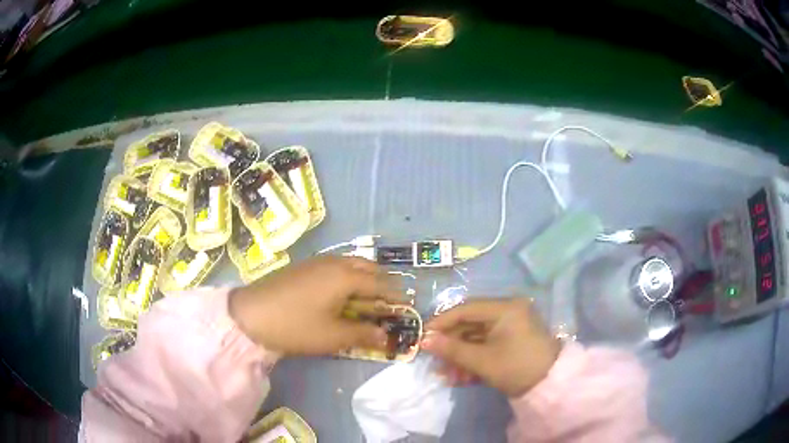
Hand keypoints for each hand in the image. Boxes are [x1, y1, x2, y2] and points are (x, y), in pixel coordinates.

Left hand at [229, 256, 404, 354]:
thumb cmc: (296, 326)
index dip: (396, 297)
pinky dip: (348, 277)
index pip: (381, 284)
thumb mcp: (333, 336)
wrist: (250, 314)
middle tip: (389, 302)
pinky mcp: (304, 266)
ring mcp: (318, 262)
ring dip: (365, 278)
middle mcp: (335, 262)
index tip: (407, 308)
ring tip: (369, 299)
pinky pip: (336, 266)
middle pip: (369, 267)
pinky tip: (342, 294)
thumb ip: (363, 333)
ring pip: (352, 264)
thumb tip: (386, 335)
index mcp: (346, 276)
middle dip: (383, 283)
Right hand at [421, 298, 560, 397]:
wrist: (549, 386)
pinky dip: (474, 361)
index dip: (442, 322)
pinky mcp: (511, 342)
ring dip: (461, 358)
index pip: (466, 309)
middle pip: (470, 325)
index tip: (422, 336)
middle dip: (451, 347)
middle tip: (435, 363)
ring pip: (477, 339)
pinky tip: (462, 379)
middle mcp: (508, 312)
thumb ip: (452, 349)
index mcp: (505, 308)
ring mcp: (510, 327)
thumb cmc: (516, 367)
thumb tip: (423, 340)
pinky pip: (487, 346)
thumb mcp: (482, 360)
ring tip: (449, 378)